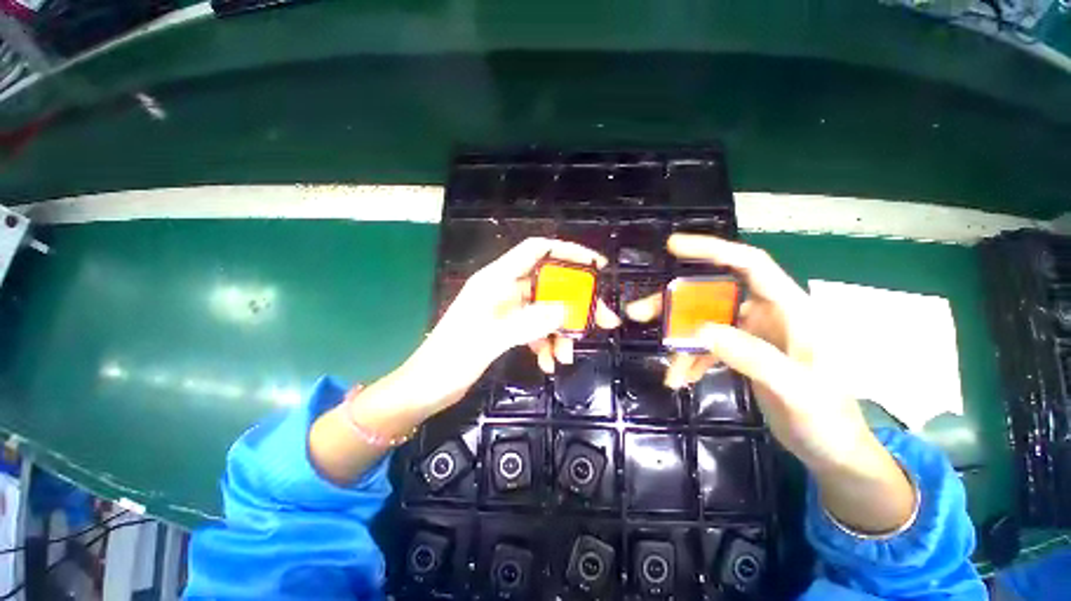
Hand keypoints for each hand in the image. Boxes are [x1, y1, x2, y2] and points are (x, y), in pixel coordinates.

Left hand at [402, 237, 619, 416]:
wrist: (426, 387)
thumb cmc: (450, 358)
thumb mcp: (490, 339)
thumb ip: (528, 322)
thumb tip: (566, 310)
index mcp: (496, 279)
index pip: (537, 250)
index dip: (567, 251)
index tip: (596, 266)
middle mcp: (504, 289)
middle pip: (550, 284)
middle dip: (575, 303)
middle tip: (602, 321)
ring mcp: (507, 309)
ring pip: (546, 310)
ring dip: (560, 331)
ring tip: (566, 356)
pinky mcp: (508, 328)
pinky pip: (536, 329)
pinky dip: (546, 343)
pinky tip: (548, 363)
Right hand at [626, 234, 871, 472]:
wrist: (831, 450)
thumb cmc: (827, 419)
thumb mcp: (795, 389)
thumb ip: (751, 356)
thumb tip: (700, 330)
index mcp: (790, 308)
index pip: (749, 264)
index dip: (711, 250)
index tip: (673, 246)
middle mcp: (768, 312)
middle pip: (711, 294)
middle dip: (675, 305)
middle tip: (639, 313)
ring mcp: (753, 332)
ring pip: (703, 322)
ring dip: (679, 341)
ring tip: (668, 370)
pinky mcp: (742, 351)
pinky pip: (706, 346)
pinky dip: (691, 360)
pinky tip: (682, 378)